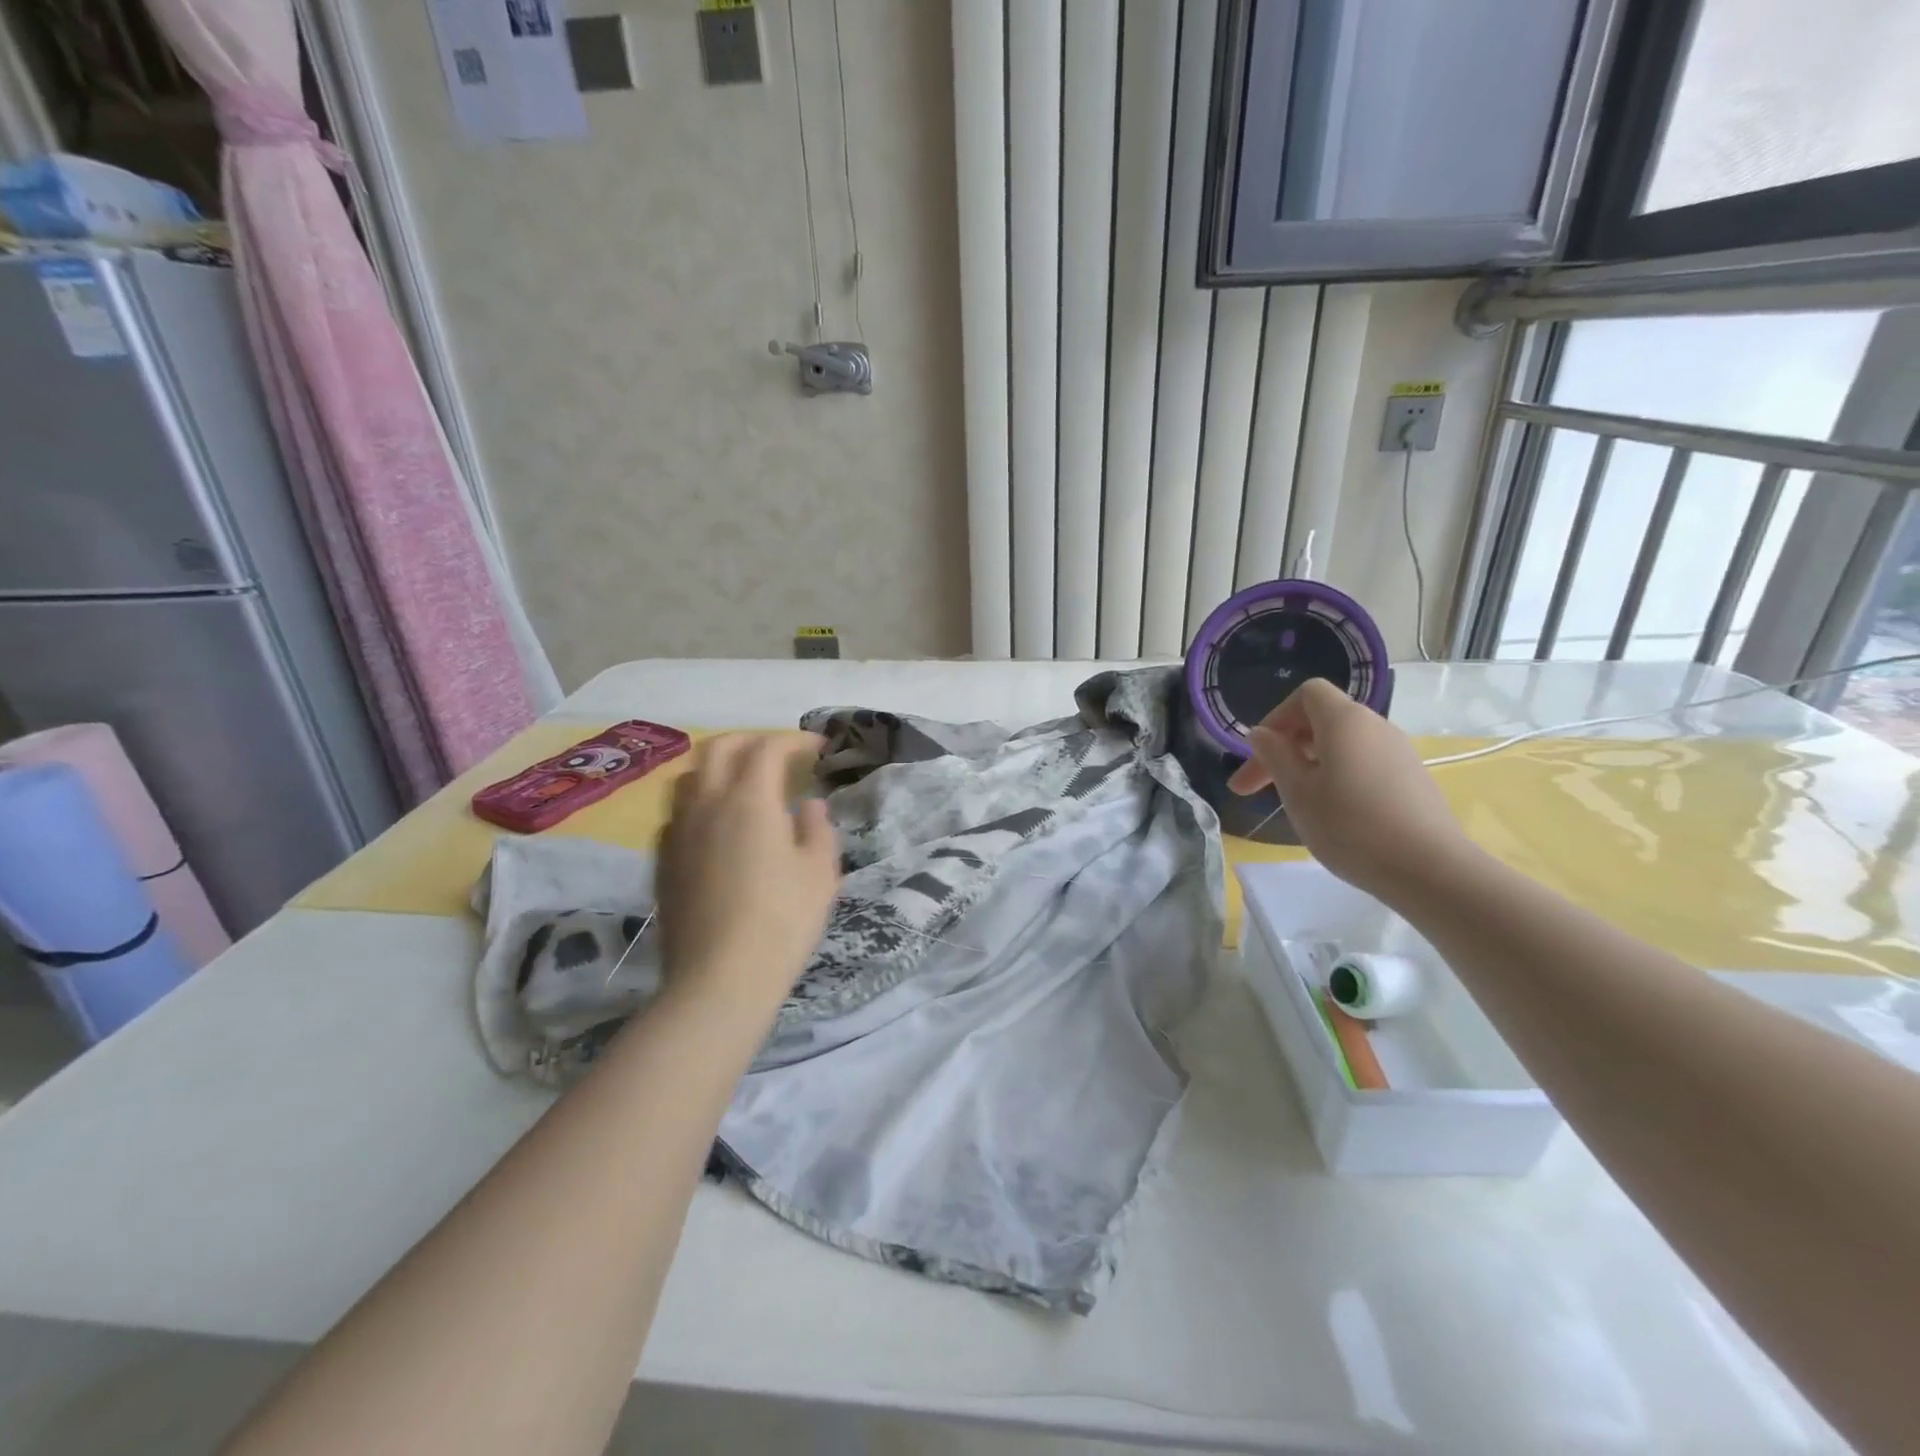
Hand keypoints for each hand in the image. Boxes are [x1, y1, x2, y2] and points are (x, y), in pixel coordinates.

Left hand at [656, 732, 839, 1011]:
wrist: (718, 979)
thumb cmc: (781, 921)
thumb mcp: (820, 872)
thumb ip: (817, 828)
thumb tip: (808, 805)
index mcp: (748, 799)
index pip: (768, 748)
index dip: (795, 741)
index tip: (818, 748)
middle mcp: (706, 804)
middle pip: (719, 748)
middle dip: (751, 741)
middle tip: (779, 755)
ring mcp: (678, 832)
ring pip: (690, 776)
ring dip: (719, 767)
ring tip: (744, 784)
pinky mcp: (663, 861)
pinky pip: (678, 813)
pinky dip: (701, 802)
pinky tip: (718, 827)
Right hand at [1227, 678, 1472, 896]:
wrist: (1430, 870)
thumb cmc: (1350, 825)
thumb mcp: (1297, 791)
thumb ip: (1274, 756)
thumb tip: (1261, 733)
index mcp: (1344, 721)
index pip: (1306, 694)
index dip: (1275, 718)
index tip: (1258, 754)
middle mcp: (1375, 727)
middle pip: (1321, 721)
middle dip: (1283, 749)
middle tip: (1253, 790)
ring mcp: (1398, 753)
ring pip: (1341, 746)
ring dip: (1308, 766)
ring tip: (1294, 803)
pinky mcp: (1411, 779)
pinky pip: (1362, 765)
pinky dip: (1336, 778)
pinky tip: (1332, 815)